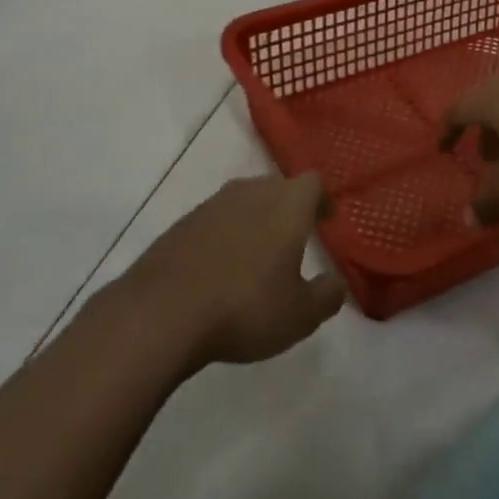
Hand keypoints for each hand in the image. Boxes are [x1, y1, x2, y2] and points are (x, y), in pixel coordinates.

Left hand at [124, 173, 346, 367]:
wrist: (163, 311)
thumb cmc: (245, 307)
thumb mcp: (300, 315)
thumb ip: (326, 296)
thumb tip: (336, 283)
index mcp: (286, 204)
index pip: (312, 183)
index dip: (321, 199)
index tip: (325, 219)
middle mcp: (250, 192)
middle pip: (277, 186)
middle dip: (289, 207)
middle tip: (296, 237)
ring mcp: (212, 204)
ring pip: (244, 201)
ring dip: (256, 220)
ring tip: (259, 254)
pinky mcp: (183, 222)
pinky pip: (216, 220)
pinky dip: (226, 235)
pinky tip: (222, 266)